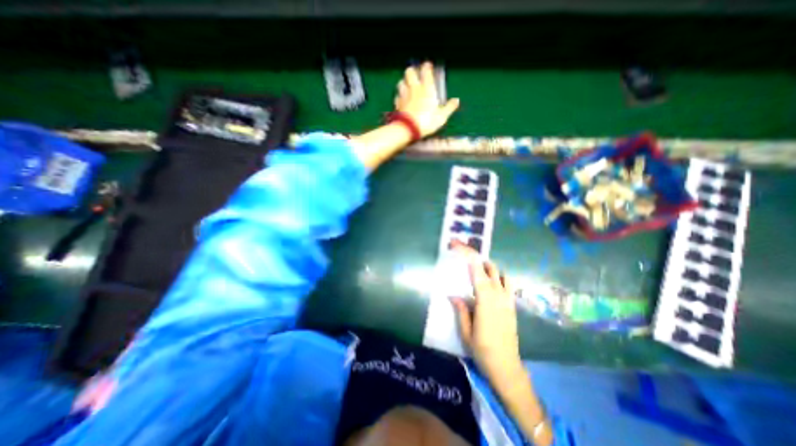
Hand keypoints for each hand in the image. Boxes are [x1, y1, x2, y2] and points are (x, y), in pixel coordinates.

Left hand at [396, 61, 461, 135]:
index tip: (428, 66)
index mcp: (427, 88)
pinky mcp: (397, 104)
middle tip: (415, 76)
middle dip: (412, 71)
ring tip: (407, 87)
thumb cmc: (427, 122)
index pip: (426, 71)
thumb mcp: (441, 117)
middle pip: (409, 72)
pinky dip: (399, 97)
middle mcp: (414, 88)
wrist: (408, 129)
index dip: (427, 66)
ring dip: (404, 83)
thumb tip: (457, 100)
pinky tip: (402, 101)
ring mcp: (404, 95)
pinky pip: (397, 97)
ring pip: (401, 82)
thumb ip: (449, 108)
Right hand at [451, 243, 527, 384]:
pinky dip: (497, 276)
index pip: (475, 269)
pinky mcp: (512, 305)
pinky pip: (507, 283)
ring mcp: (507, 299)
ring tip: (473, 267)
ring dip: (485, 265)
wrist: (507, 367)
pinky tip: (488, 282)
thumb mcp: (465, 330)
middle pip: (487, 266)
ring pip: (499, 272)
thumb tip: (454, 295)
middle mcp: (498, 294)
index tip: (455, 244)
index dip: (466, 253)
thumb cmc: (483, 350)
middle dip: (473, 256)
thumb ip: (461, 309)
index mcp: (485, 299)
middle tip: (460, 253)